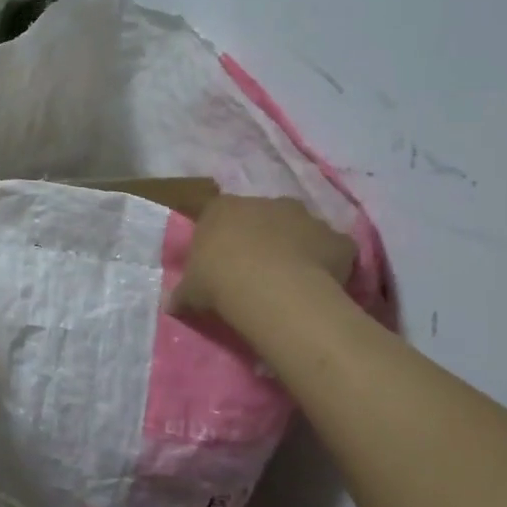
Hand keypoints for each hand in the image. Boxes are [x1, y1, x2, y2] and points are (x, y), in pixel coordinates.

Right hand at [170, 194, 355, 323]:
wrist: (271, 290)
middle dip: (263, 238)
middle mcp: (266, 202)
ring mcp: (305, 217)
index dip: (223, 238)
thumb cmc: (219, 281)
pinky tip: (323, 287)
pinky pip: (334, 250)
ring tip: (291, 281)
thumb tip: (170, 304)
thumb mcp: (190, 291)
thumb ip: (182, 293)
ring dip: (298, 248)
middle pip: (263, 217)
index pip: (219, 215)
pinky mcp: (336, 239)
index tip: (222, 262)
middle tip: (258, 271)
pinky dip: (331, 264)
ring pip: (301, 230)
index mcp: (224, 208)